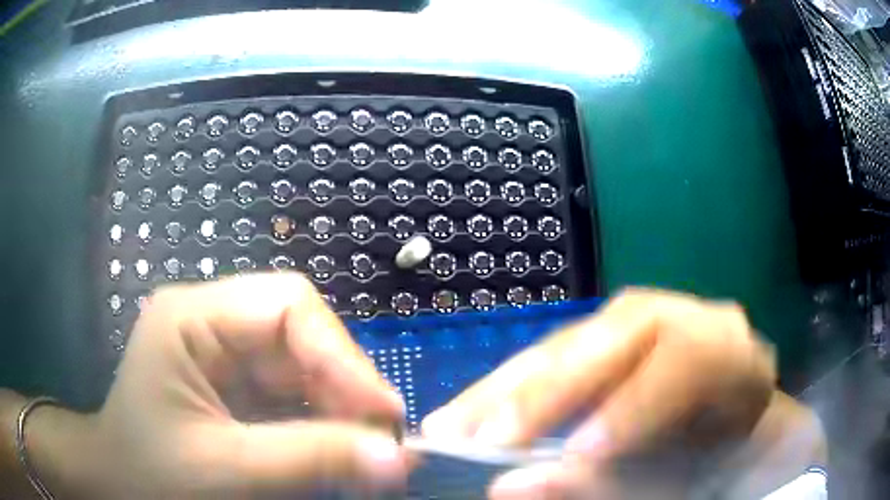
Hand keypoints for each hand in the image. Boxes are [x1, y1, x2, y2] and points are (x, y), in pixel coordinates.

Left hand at [54, 273, 409, 498]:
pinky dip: (321, 421)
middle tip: (379, 440)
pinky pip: (292, 393)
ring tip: (363, 451)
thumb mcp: (226, 469)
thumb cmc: (152, 473)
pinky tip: (334, 450)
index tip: (384, 413)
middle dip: (344, 386)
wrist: (119, 483)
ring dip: (338, 408)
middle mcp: (211, 322)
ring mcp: (223, 353)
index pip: (287, 305)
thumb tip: (398, 458)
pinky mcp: (234, 384)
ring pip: (303, 366)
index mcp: (192, 317)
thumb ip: (310, 460)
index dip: (342, 355)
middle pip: (300, 334)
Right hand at [421, 289, 782, 498]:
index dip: (629, 407)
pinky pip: (555, 353)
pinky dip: (512, 386)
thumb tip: (514, 485)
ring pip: (569, 342)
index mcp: (725, 349)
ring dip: (506, 388)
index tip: (576, 454)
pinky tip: (474, 408)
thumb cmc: (714, 450)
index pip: (682, 359)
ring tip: (451, 423)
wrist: (729, 414)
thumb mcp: (683, 473)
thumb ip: (611, 483)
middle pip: (611, 339)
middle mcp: (683, 317)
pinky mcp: (607, 330)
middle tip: (479, 438)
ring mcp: (642, 317)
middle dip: (543, 394)